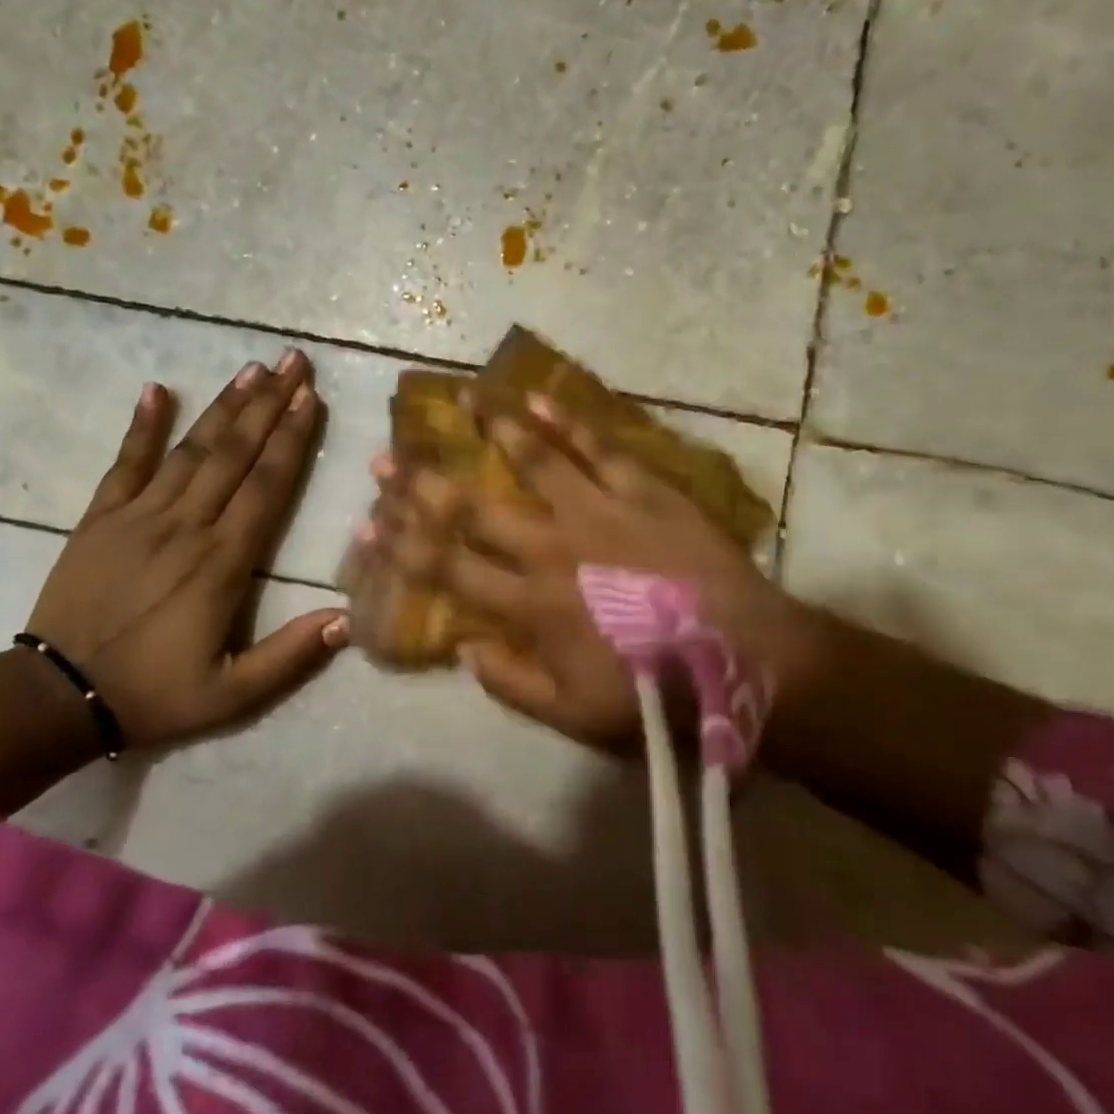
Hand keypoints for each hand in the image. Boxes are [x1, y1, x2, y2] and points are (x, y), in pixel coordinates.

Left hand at [25, 350, 346, 748]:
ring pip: (191, 450)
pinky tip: (156, 389)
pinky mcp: (100, 518)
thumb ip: (290, 655)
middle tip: (293, 361)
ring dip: (224, 407)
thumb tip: (348, 618)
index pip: (266, 486)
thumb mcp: (231, 695)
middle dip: (269, 404)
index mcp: (222, 563)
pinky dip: (141, 426)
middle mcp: (186, 526)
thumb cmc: (153, 693)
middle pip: (235, 454)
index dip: (291, 439)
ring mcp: (139, 516)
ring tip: (252, 368)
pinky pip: (125, 463)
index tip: (311, 397)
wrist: (56, 699)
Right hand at [363, 394, 821, 746]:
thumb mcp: (573, 715)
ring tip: (458, 399)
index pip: (447, 567)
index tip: (365, 521)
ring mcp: (597, 510)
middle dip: (421, 483)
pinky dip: (567, 422)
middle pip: (472, 507)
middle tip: (385, 456)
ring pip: (531, 459)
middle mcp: (551, 546)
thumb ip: (510, 683)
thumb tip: (462, 647)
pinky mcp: (642, 488)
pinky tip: (536, 399)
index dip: (400, 545)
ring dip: (490, 428)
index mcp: (530, 603)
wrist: (747, 658)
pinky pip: (598, 447)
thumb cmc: (656, 692)